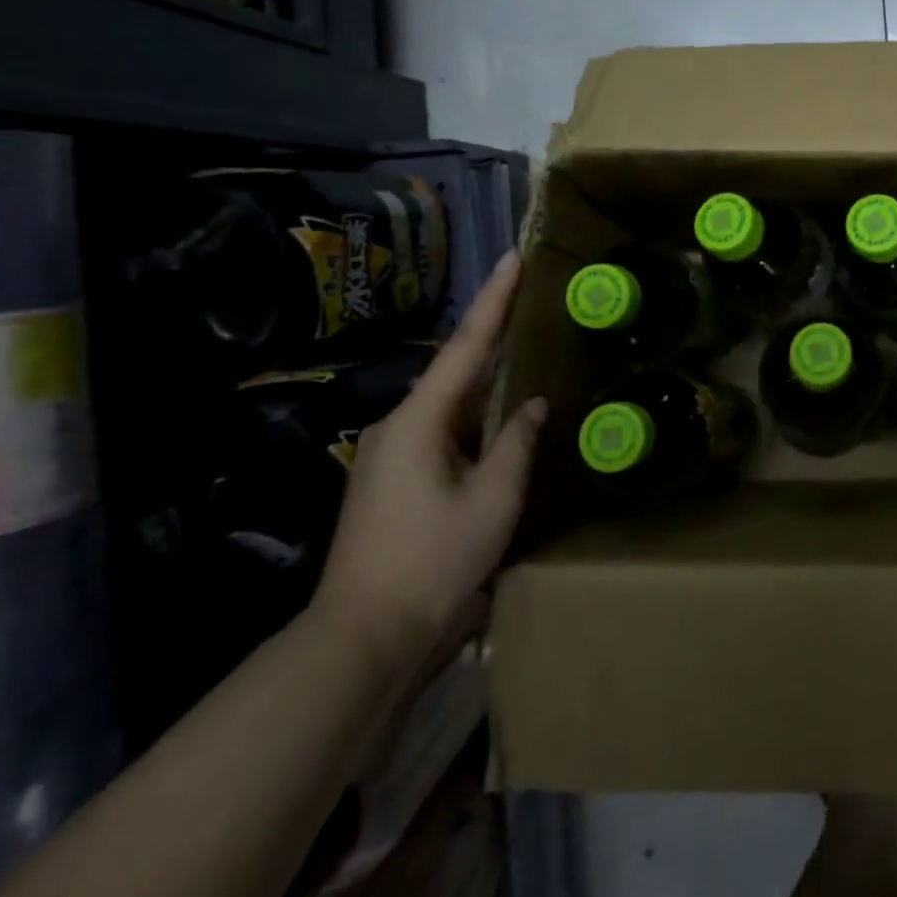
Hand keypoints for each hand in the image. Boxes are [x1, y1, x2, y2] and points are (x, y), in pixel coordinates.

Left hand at [313, 250, 547, 675]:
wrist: (364, 639)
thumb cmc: (433, 560)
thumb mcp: (493, 498)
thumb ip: (517, 441)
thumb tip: (532, 404)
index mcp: (420, 421)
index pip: (467, 346)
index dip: (494, 299)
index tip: (513, 257)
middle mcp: (399, 426)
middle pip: (457, 367)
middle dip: (494, 332)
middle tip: (531, 298)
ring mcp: (393, 454)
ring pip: (452, 401)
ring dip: (489, 377)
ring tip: (527, 349)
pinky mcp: (397, 478)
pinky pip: (446, 429)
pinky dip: (478, 413)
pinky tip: (504, 413)